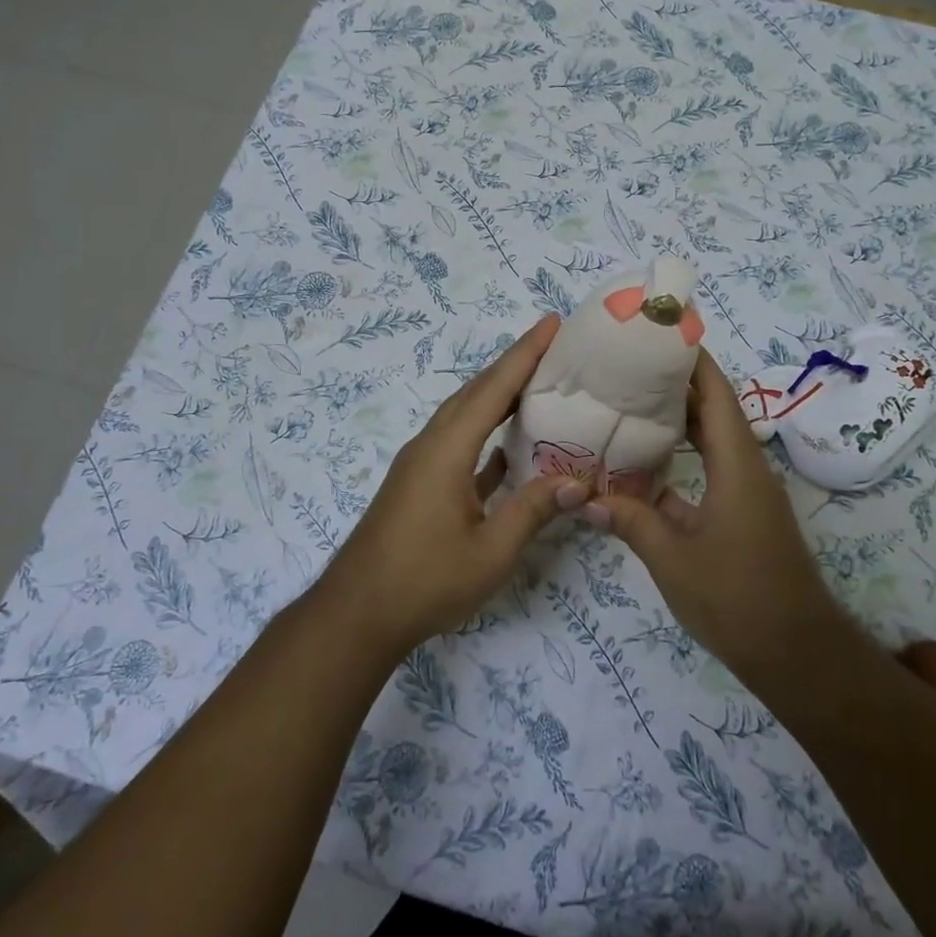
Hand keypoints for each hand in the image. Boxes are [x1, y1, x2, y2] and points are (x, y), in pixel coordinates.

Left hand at [316, 315, 588, 655]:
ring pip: (465, 415)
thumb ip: (534, 511)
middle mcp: (431, 445)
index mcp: (447, 450)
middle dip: (513, 364)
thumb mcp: (491, 552)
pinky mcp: (418, 484)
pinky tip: (509, 444)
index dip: (525, 353)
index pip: (493, 389)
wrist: (357, 614)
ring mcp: (421, 464)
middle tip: (554, 347)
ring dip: (498, 395)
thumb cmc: (424, 581)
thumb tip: (578, 482)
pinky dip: (485, 433)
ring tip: (538, 384)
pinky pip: (458, 443)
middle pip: (476, 392)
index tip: (552, 323)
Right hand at [585, 348, 844, 679]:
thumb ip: (630, 521)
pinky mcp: (742, 514)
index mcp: (736, 464)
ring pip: (710, 439)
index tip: (655, 333)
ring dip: (676, 420)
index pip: (714, 393)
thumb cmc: (736, 598)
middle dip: (673, 383)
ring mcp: (746, 492)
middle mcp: (746, 467)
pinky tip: (642, 466)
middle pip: (712, 409)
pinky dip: (679, 459)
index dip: (689, 359)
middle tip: (625, 367)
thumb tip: (587, 497)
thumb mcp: (673, 558)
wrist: (796, 653)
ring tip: (627, 404)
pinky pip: (709, 469)